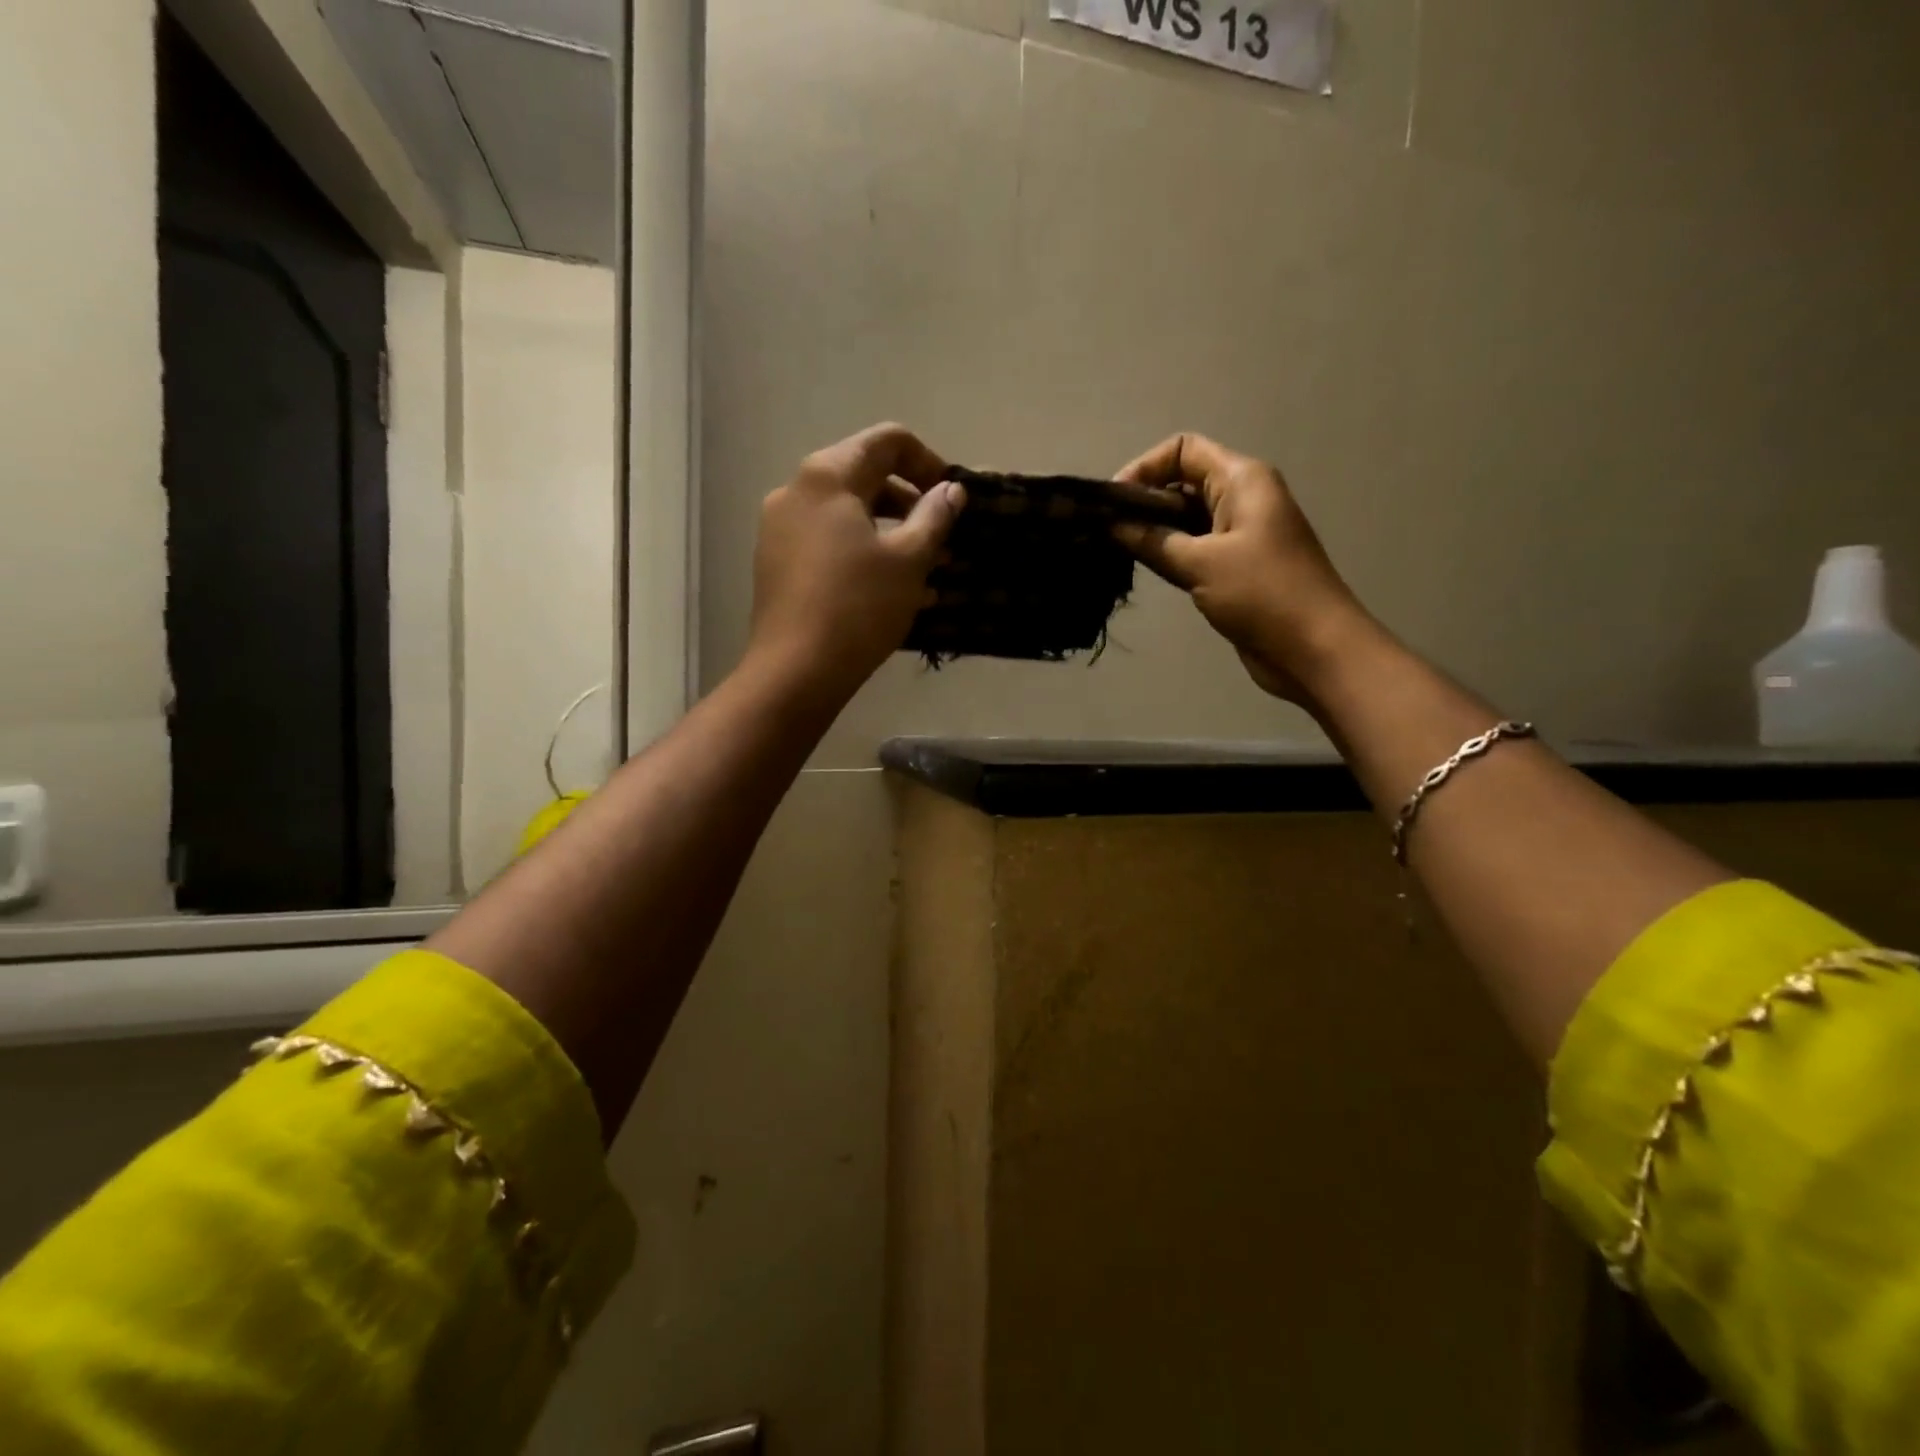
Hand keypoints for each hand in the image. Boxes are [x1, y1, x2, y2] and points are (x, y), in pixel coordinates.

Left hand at [745, 422, 964, 704]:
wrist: (795, 671)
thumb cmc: (859, 607)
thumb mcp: (909, 560)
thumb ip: (934, 516)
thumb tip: (951, 490)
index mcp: (827, 476)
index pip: (887, 441)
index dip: (928, 462)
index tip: (952, 498)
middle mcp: (796, 490)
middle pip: (865, 476)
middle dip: (911, 505)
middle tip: (943, 540)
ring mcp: (780, 528)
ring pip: (848, 515)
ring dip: (891, 534)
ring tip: (926, 573)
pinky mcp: (776, 562)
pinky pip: (828, 542)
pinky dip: (863, 554)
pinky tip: (892, 591)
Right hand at [1112, 433, 1372, 704]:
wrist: (1315, 648)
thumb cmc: (1262, 594)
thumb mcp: (1200, 564)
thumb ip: (1152, 541)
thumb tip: (1109, 525)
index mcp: (1241, 479)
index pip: (1183, 450)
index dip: (1144, 468)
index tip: (1112, 504)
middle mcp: (1241, 498)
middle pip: (1182, 482)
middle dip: (1143, 502)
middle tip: (1105, 533)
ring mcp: (1240, 534)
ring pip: (1185, 519)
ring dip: (1153, 532)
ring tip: (1115, 552)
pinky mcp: (1235, 567)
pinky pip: (1194, 548)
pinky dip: (1168, 555)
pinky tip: (1143, 570)